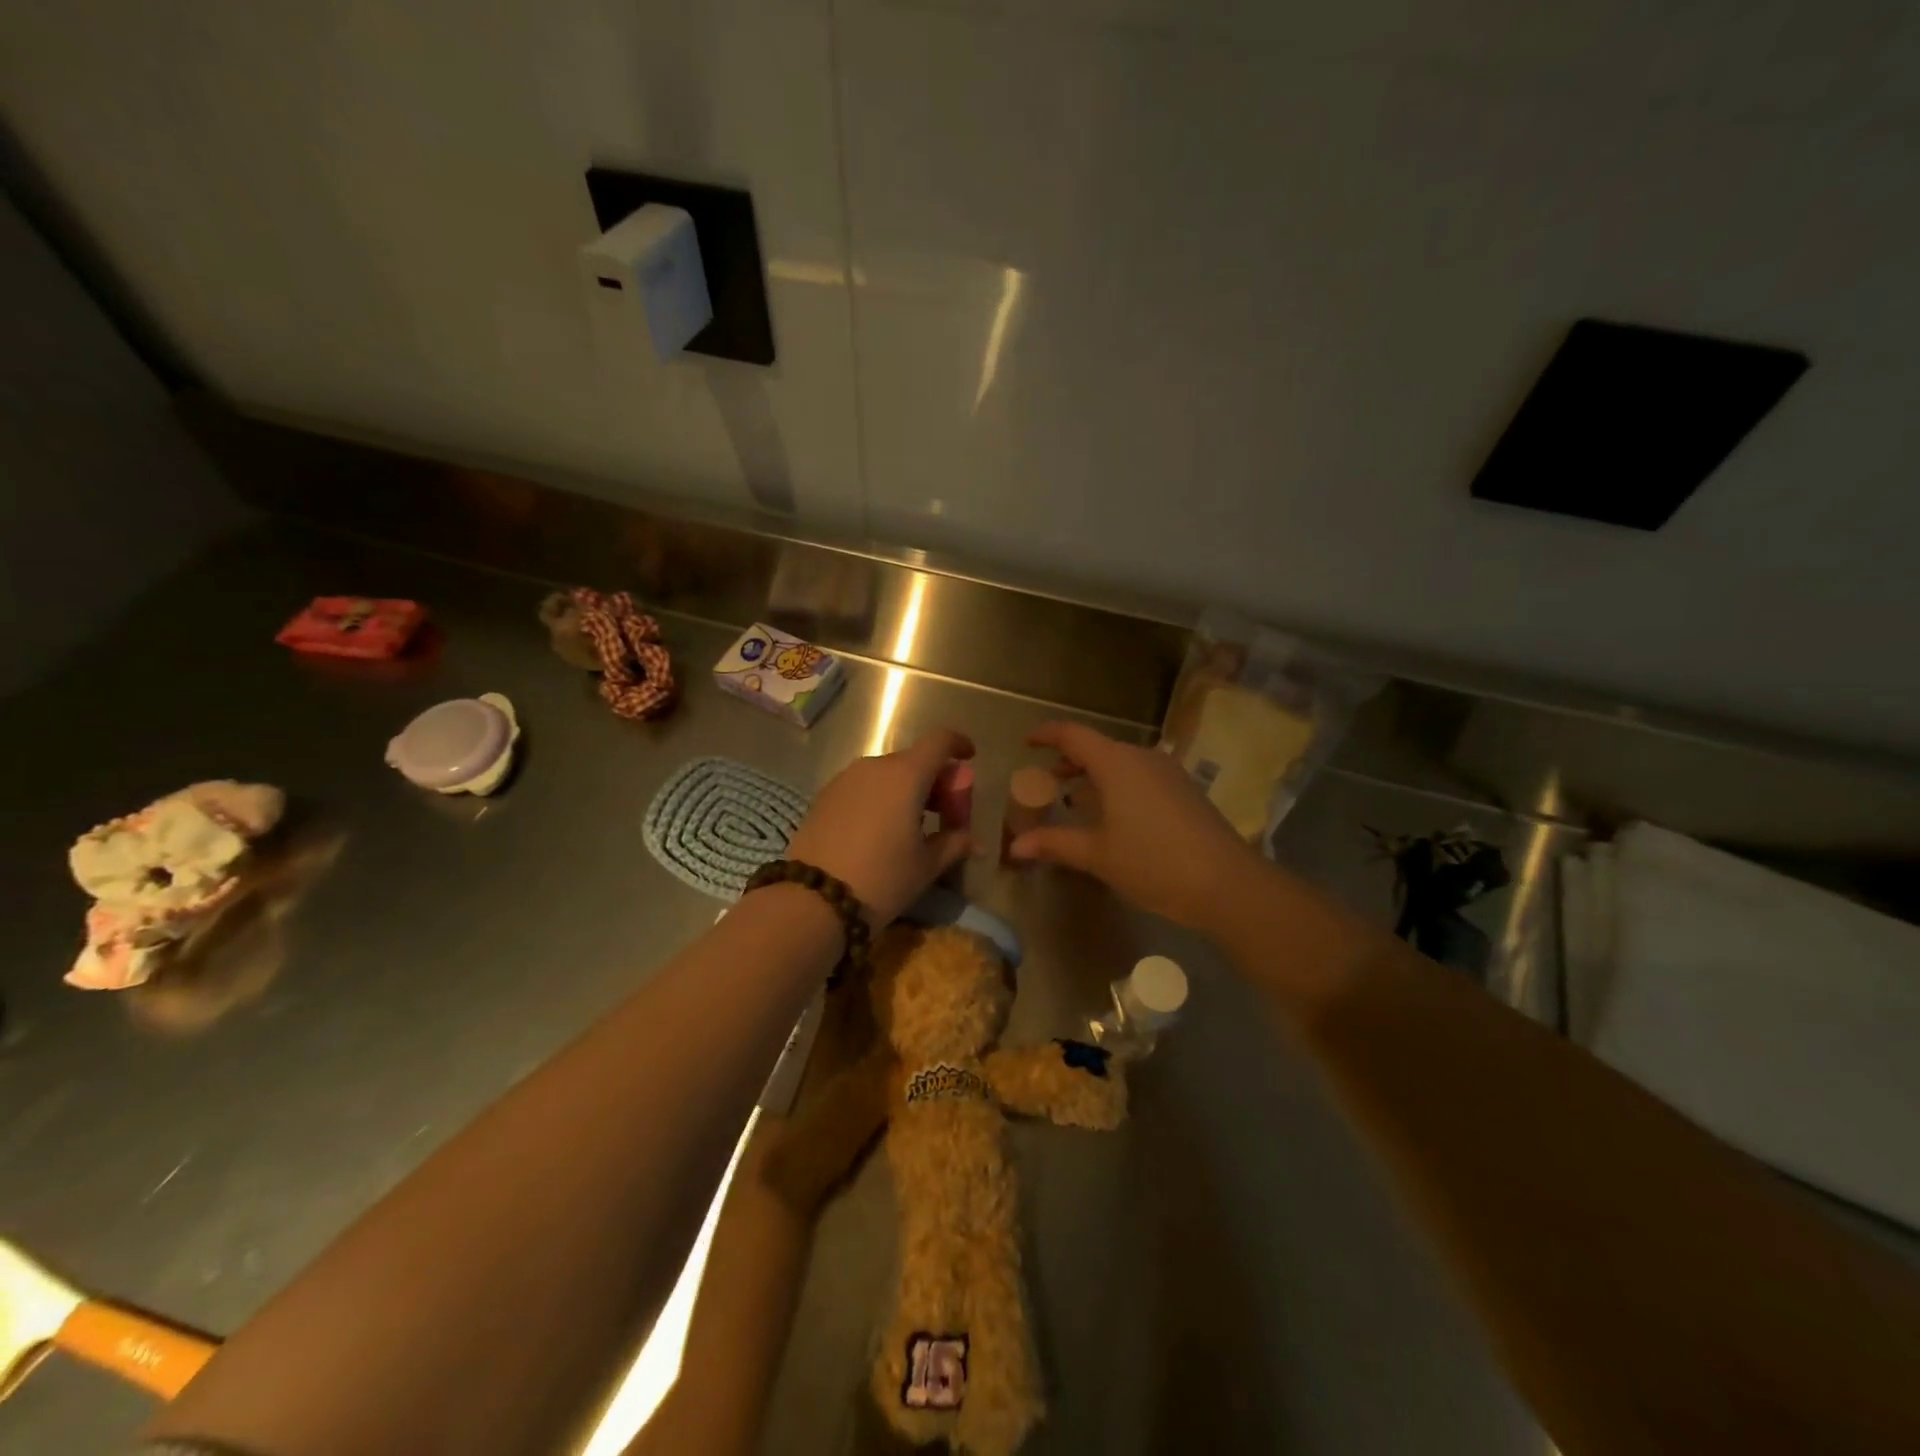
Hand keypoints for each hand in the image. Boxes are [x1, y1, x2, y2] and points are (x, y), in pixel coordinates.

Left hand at [786, 729, 974, 924]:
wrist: (812, 900)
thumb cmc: (882, 878)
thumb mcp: (926, 866)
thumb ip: (954, 843)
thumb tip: (970, 839)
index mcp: (906, 775)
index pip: (939, 742)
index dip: (958, 744)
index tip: (970, 757)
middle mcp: (874, 766)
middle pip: (913, 760)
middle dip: (934, 779)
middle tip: (945, 811)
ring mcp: (844, 780)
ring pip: (885, 774)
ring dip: (905, 789)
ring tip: (912, 824)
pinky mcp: (823, 797)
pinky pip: (862, 787)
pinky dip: (879, 798)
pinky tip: (881, 830)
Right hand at [1007, 721, 1262, 929]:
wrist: (1227, 884)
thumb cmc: (1153, 863)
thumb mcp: (1097, 855)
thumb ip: (1054, 843)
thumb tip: (1015, 846)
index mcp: (1116, 763)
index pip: (1073, 735)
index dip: (1047, 734)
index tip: (1027, 742)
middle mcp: (1142, 758)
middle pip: (1097, 748)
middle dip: (1069, 761)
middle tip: (1045, 782)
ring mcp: (1168, 773)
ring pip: (1120, 763)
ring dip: (1094, 776)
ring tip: (1073, 800)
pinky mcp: (1184, 791)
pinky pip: (1140, 777)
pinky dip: (1117, 786)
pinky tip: (1112, 816)